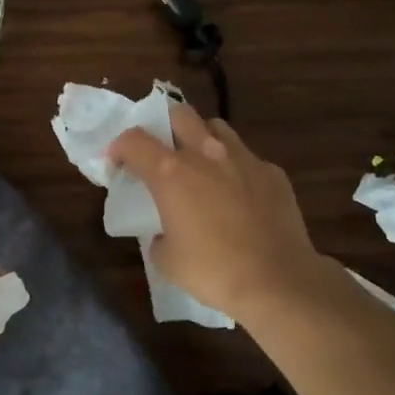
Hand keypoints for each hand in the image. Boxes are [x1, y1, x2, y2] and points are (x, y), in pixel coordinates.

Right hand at [107, 104, 326, 327]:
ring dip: (202, 138)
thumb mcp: (167, 260)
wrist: (278, 281)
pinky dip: (236, 168)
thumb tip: (164, 232)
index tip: (117, 163)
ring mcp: (243, 158)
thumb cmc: (214, 271)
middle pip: (179, 114)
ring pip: (217, 127)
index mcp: (171, 173)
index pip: (134, 140)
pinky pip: (248, 158)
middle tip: (162, 151)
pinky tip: (240, 195)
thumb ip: (158, 236)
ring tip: (202, 164)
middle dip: (164, 125)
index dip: (119, 147)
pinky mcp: (272, 172)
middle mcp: (206, 154)